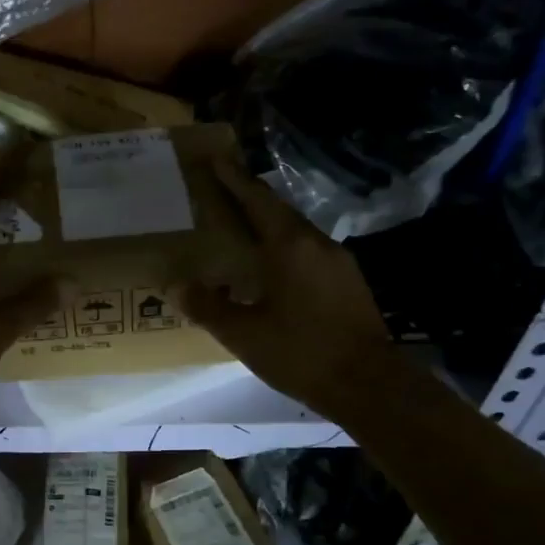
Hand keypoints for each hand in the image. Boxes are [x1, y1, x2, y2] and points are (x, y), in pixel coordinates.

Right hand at [184, 157, 395, 423]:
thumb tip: (177, 286)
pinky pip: (310, 252)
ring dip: (270, 224)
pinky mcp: (349, 282)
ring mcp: (338, 262)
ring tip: (244, 229)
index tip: (217, 160)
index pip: (257, 200)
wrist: (367, 384)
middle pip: (279, 211)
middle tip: (224, 191)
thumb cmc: (300, 352)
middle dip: (251, 198)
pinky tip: (273, 267)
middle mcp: (317, 243)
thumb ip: (208, 306)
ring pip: (297, 232)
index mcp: (289, 246)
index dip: (234, 180)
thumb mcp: (244, 334)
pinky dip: (286, 248)